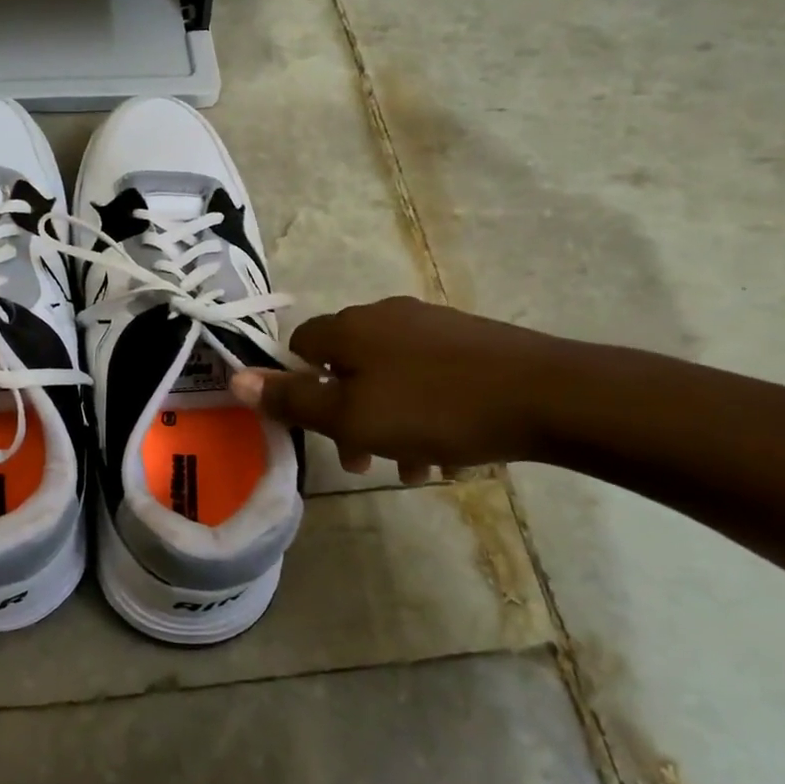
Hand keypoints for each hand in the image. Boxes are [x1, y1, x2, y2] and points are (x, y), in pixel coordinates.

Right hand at [229, 297, 568, 481]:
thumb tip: (235, 378)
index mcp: (350, 328)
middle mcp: (386, 316)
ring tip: (412, 467)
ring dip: (388, 422)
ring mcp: (432, 326)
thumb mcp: (351, 416)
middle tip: (360, 461)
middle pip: (346, 366)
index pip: (300, 346)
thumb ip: (291, 400)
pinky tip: (447, 452)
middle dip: (346, 416)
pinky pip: (429, 379)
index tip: (316, 428)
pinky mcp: (471, 343)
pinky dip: (425, 413)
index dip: (297, 387)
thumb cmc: (435, 409)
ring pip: (390, 378)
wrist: (549, 396)